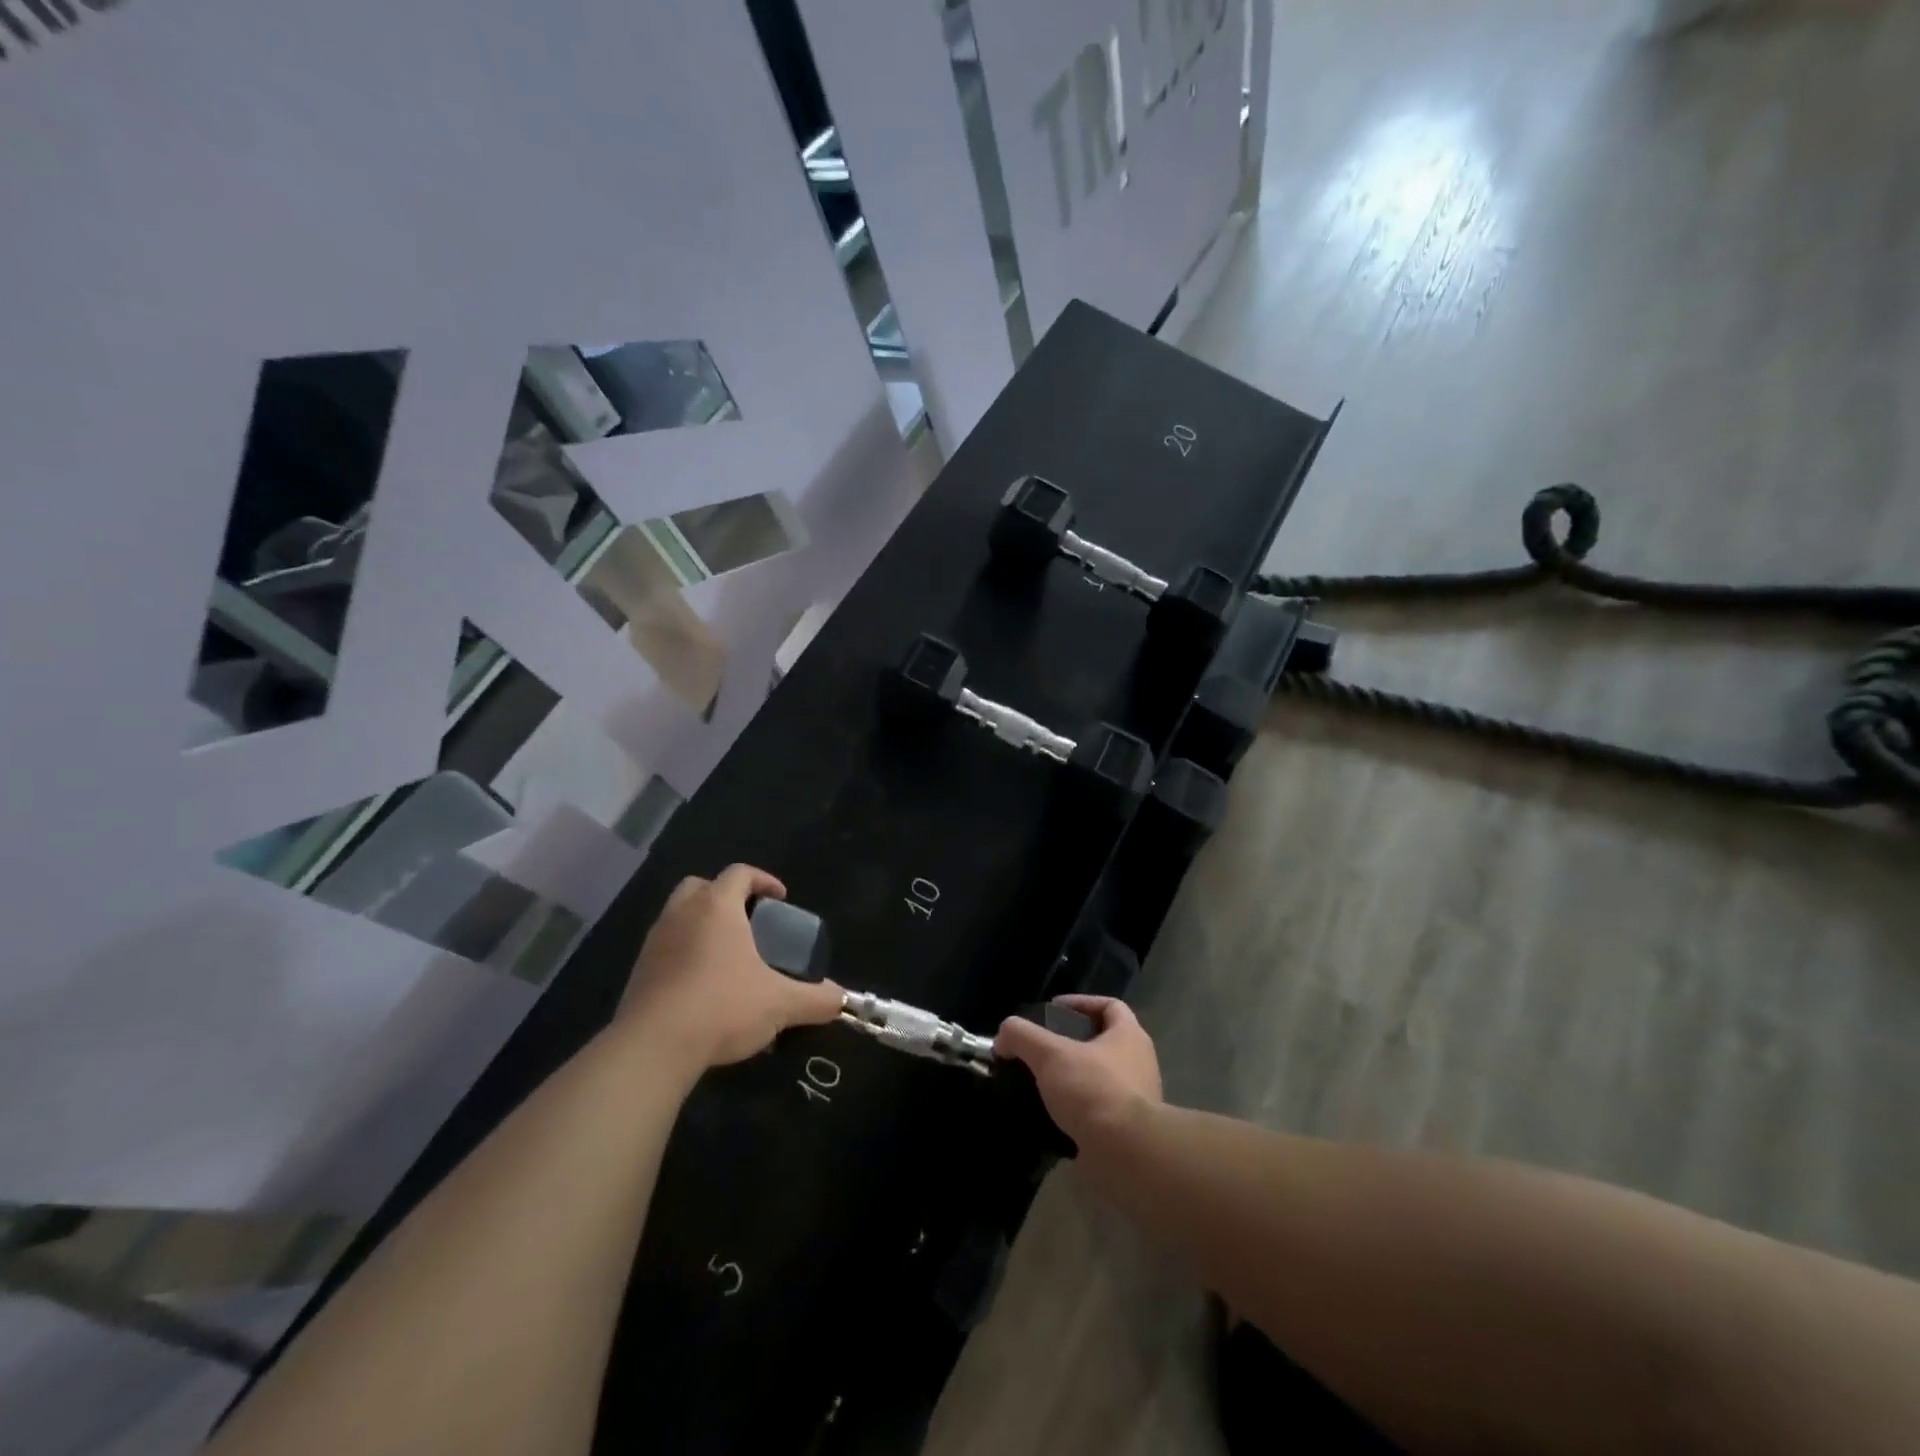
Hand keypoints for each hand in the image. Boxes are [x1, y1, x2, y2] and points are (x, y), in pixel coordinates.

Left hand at [617, 865, 842, 1071]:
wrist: (652, 1047)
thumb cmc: (722, 1007)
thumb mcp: (780, 1004)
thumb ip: (816, 999)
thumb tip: (840, 999)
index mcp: (717, 907)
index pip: (740, 873)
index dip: (763, 879)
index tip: (781, 898)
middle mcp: (682, 914)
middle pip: (701, 886)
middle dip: (725, 896)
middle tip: (748, 921)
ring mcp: (654, 942)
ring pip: (678, 915)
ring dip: (702, 925)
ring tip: (726, 955)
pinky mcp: (638, 972)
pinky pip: (665, 948)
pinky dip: (684, 954)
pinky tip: (701, 986)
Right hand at [994, 994, 1161, 1151]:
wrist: (1126, 1154)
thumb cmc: (1093, 1090)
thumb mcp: (1050, 1054)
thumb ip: (1022, 1036)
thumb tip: (1002, 1037)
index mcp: (1130, 1036)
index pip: (1110, 1005)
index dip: (1081, 1002)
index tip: (1053, 1010)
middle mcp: (1140, 1063)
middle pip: (1105, 1042)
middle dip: (1073, 1044)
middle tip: (1043, 1050)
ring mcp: (1139, 1099)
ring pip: (1101, 1078)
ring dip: (1075, 1079)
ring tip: (1043, 1084)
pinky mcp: (1129, 1130)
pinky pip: (1100, 1111)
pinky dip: (1078, 1110)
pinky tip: (1053, 1117)